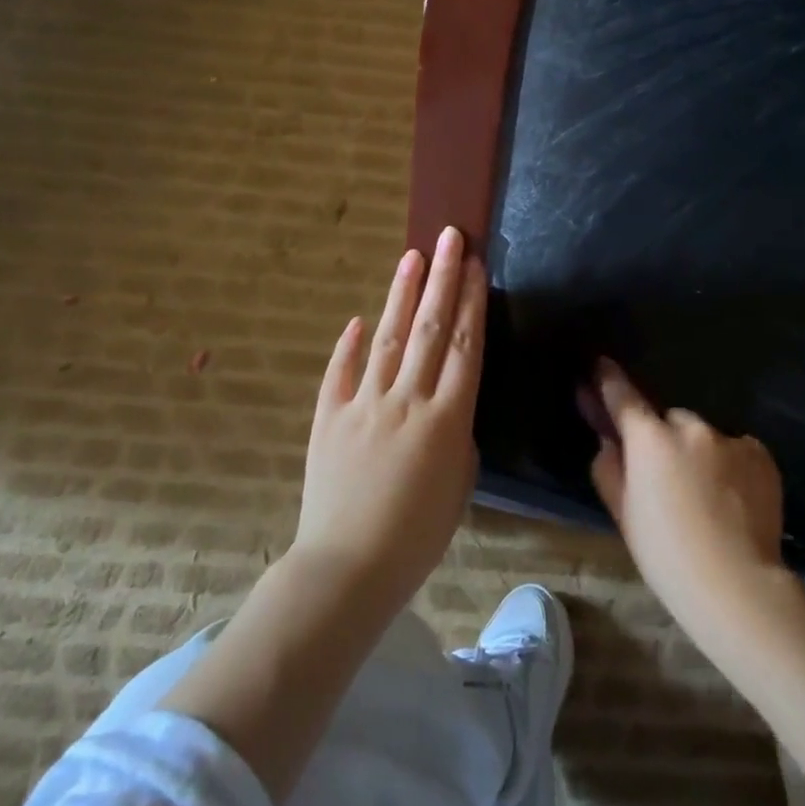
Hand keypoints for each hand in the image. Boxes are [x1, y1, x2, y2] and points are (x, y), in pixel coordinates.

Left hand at [291, 226, 486, 609]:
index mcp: (448, 418)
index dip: (471, 302)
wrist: (348, 567)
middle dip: (442, 280)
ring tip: (412, 257)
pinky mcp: (328, 418)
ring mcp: (364, 405)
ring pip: (387, 339)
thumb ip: (458, 437)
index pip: (464, 346)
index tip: (475, 266)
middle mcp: (407, 400)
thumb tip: (446, 409)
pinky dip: (350, 345)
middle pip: (429, 329)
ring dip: (401, 295)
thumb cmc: (418, 536)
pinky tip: (360, 319)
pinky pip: (340, 373)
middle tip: (450, 238)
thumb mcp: (460, 486)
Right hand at [586, 360, 791, 648]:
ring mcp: (730, 438)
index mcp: (650, 439)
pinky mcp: (760, 454)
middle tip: (667, 476)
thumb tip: (610, 442)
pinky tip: (732, 500)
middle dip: (664, 437)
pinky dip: (729, 465)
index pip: (624, 397)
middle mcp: (691, 426)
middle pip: (670, 420)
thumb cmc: (666, 554)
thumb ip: (610, 469)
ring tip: (706, 495)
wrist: (736, 582)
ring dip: (700, 452)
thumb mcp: (623, 514)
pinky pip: (735, 450)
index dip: (609, 380)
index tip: (602, 363)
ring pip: (705, 435)